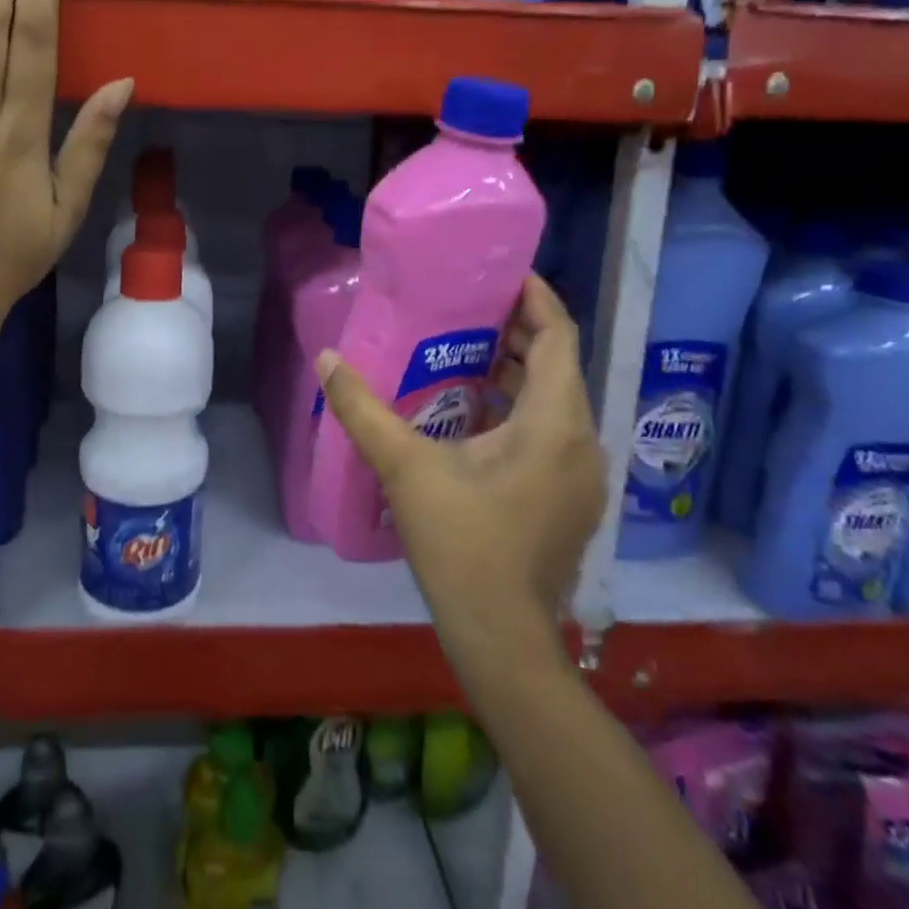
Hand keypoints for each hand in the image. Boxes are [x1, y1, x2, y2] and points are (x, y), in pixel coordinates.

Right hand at [316, 275, 605, 678]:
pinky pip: (552, 431)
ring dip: (518, 371)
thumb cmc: (461, 545)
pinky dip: (521, 408)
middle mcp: (582, 441)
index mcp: (554, 424)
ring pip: (556, 400)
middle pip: (558, 365)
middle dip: (518, 331)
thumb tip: (326, 358)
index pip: (559, 337)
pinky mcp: (570, 499)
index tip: (502, 271)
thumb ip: (362, 409)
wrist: (501, 637)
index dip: (535, 298)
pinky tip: (475, 413)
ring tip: (465, 350)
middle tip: (467, 306)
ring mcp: (582, 475)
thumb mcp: (405, 468)